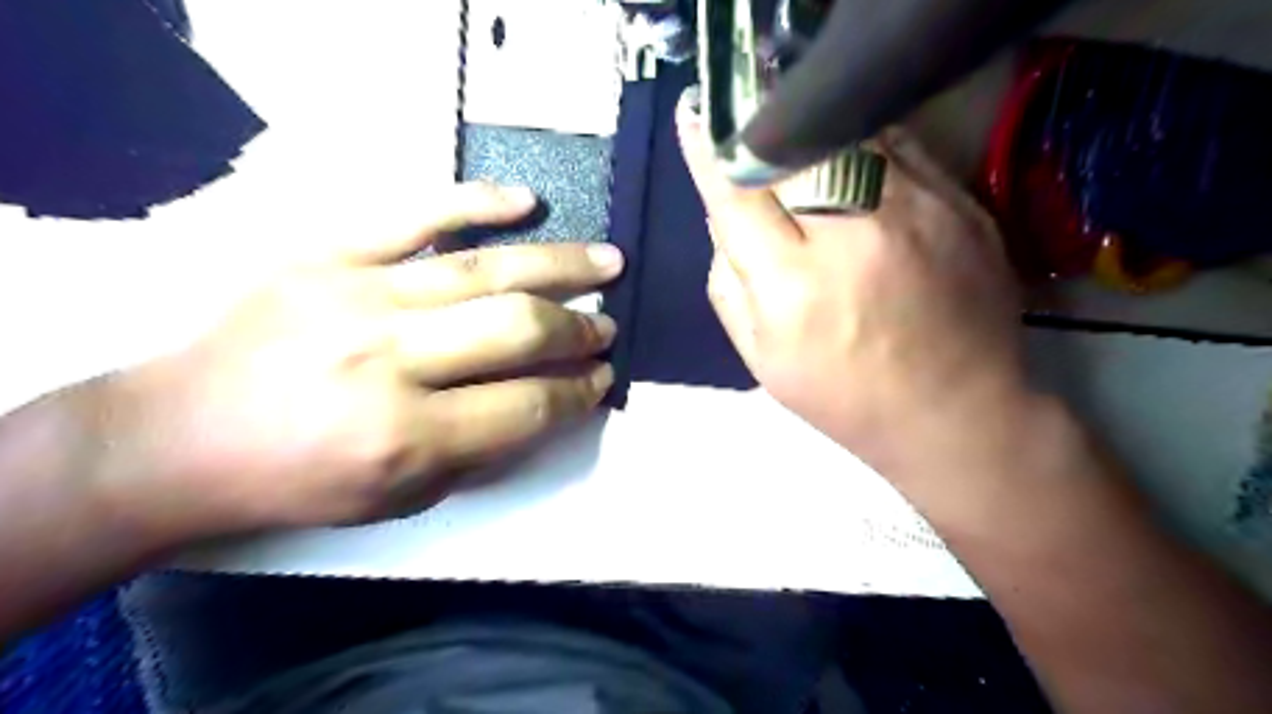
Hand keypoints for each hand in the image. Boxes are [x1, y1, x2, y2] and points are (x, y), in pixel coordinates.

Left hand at [80, 182, 620, 541]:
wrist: (178, 437)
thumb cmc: (298, 481)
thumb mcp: (401, 498)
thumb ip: (483, 451)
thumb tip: (550, 403)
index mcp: (407, 437)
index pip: (528, 405)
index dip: (579, 391)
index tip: (602, 377)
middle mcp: (389, 362)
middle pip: (517, 330)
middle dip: (579, 329)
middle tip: (608, 326)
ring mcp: (357, 296)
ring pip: (485, 270)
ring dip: (561, 265)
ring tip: (608, 261)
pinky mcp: (327, 255)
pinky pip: (415, 215)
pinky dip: (478, 203)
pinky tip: (527, 203)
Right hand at [681, 90, 1027, 478]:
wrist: (956, 412)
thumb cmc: (846, 397)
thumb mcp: (761, 358)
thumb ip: (728, 283)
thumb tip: (724, 218)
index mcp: (795, 284)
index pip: (737, 193)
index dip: (708, 153)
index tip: (694, 118)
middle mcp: (855, 233)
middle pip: (791, 149)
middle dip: (761, 138)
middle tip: (752, 143)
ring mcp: (917, 209)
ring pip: (846, 134)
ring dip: (813, 137)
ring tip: (805, 157)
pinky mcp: (961, 200)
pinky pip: (897, 144)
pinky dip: (863, 145)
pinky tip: (854, 171)